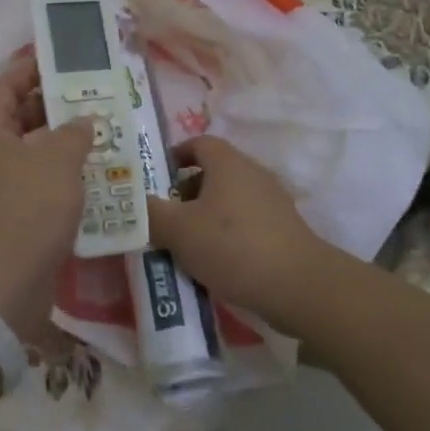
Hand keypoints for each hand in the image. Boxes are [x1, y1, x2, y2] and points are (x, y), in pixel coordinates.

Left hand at [0, 55, 95, 337]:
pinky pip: (40, 186)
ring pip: (33, 155)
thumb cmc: (26, 210)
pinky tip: (95, 178)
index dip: (27, 70)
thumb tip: (81, 121)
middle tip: (91, 98)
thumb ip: (73, 133)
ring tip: (101, 134)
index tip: (58, 61)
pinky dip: (64, 178)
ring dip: (63, 145)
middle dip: (53, 108)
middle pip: (18, 120)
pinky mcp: (14, 220)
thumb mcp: (57, 161)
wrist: (0, 288)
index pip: (3, 88)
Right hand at [144, 135, 339, 335]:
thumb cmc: (233, 246)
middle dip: (185, 193)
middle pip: (212, 172)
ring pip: (228, 200)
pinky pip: (245, 223)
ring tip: (186, 246)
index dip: (174, 157)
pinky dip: (226, 236)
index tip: (156, 181)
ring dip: (205, 217)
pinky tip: (216, 264)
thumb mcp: (178, 230)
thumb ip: (149, 213)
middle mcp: (252, 174)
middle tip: (165, 218)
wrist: (299, 287)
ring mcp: (272, 202)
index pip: (198, 143)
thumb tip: (130, 203)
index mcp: (228, 163)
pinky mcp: (283, 231)